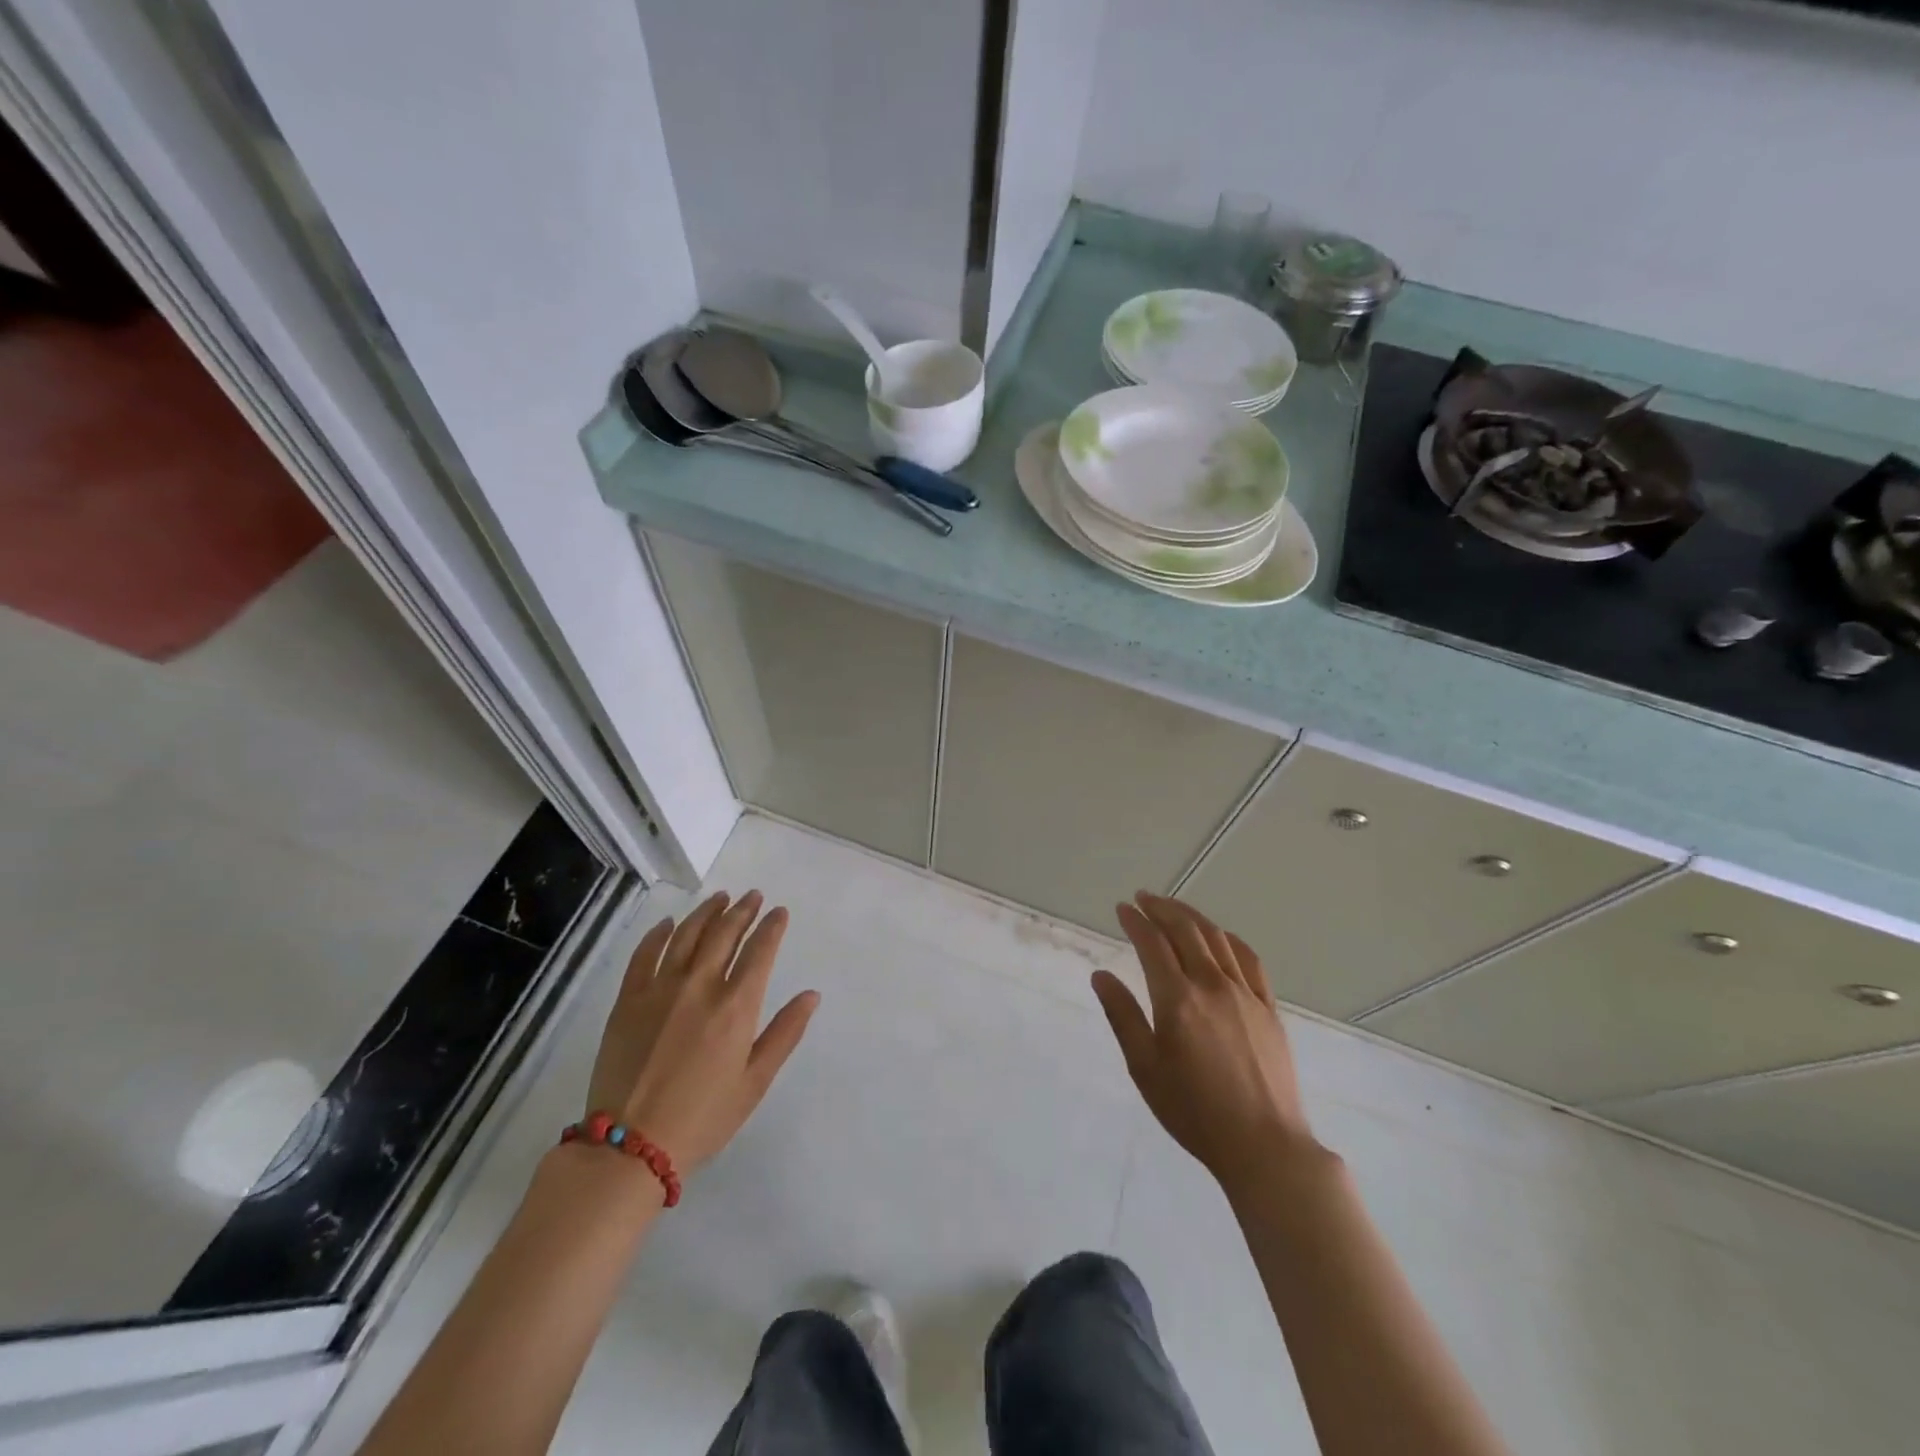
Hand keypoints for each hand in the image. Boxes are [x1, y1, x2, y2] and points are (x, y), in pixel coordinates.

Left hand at [584, 891, 817, 1175]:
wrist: (630, 1147)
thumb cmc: (703, 1118)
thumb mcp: (755, 1082)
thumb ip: (785, 1033)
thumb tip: (811, 995)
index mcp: (736, 1006)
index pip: (760, 951)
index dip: (772, 926)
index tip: (779, 912)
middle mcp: (700, 986)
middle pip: (725, 933)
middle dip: (743, 911)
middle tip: (753, 896)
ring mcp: (660, 989)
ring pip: (687, 934)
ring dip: (707, 912)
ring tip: (720, 898)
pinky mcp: (629, 999)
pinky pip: (645, 954)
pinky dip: (659, 934)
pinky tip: (669, 924)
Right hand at [1092, 893, 1318, 1194]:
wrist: (1264, 1145)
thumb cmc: (1194, 1111)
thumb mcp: (1145, 1068)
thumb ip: (1122, 1016)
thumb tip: (1101, 976)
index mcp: (1177, 999)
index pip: (1152, 943)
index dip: (1135, 921)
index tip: (1122, 908)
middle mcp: (1211, 985)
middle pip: (1185, 930)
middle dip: (1161, 908)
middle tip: (1143, 898)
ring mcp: (1245, 993)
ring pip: (1217, 938)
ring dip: (1192, 916)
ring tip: (1174, 909)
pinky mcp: (1269, 1007)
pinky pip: (1249, 959)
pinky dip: (1229, 939)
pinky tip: (1220, 937)